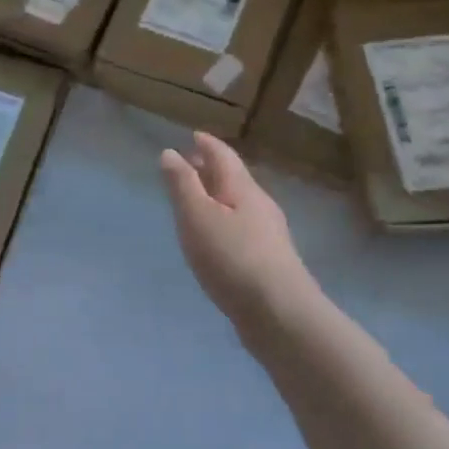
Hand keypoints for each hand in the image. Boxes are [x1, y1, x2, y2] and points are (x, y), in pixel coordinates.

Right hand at [160, 134, 314, 329]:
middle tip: (190, 165)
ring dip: (218, 197)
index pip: (224, 156)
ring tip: (197, 201)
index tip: (193, 136)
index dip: (207, 144)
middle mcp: (260, 205)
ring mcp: (268, 235)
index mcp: (243, 189)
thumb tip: (170, 152)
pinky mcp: (268, 261)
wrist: (279, 312)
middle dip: (212, 169)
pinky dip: (224, 221)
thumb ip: (182, 185)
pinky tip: (216, 239)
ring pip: (239, 205)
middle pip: (234, 179)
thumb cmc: (232, 258)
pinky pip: (242, 228)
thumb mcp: (198, 217)